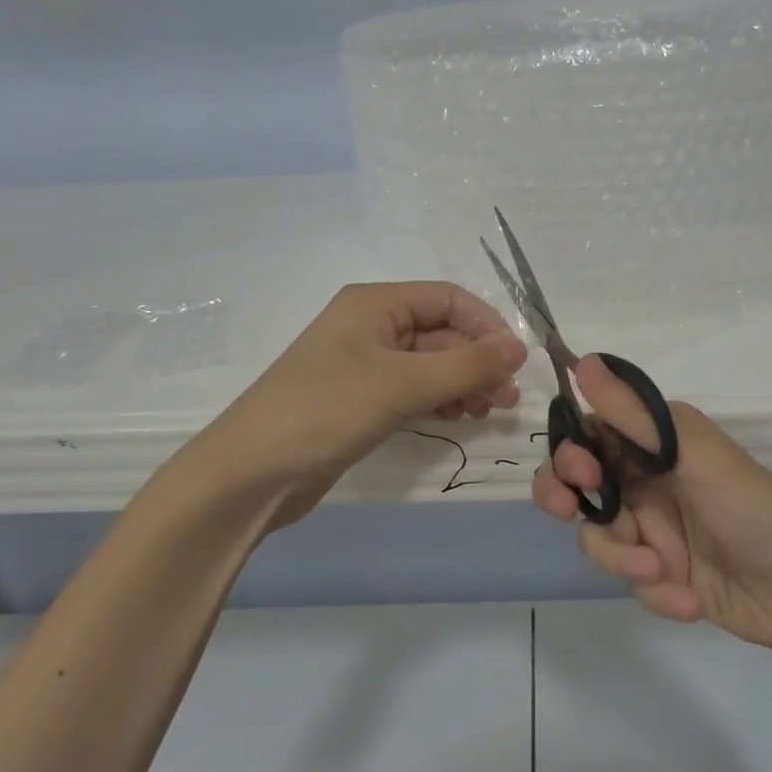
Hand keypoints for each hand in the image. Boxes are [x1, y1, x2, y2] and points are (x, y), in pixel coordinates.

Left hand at [210, 282, 527, 523]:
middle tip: (507, 398)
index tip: (515, 362)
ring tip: (489, 411)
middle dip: (477, 360)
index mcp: (375, 304)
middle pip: (441, 332)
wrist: (252, 472)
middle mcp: (371, 326)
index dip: (486, 326)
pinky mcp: (360, 400)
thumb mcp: (403, 383)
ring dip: (463, 382)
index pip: (448, 299)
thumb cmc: (327, 410)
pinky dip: (439, 399)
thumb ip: (466, 365)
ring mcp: (364, 365)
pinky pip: (412, 390)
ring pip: (430, 364)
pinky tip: (458, 418)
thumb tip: (520, 348)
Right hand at [533, 354, 771, 656]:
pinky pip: (630, 579)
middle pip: (576, 484)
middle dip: (564, 498)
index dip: (570, 452)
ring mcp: (650, 528)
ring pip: (598, 536)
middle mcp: (644, 479)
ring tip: (660, 570)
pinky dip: (656, 590)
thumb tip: (584, 361)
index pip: (588, 435)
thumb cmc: (750, 506)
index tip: (579, 473)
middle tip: (568, 510)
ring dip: (622, 557)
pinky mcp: (660, 573)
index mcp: (653, 442)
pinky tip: (690, 597)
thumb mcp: (692, 453)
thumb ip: (634, 415)